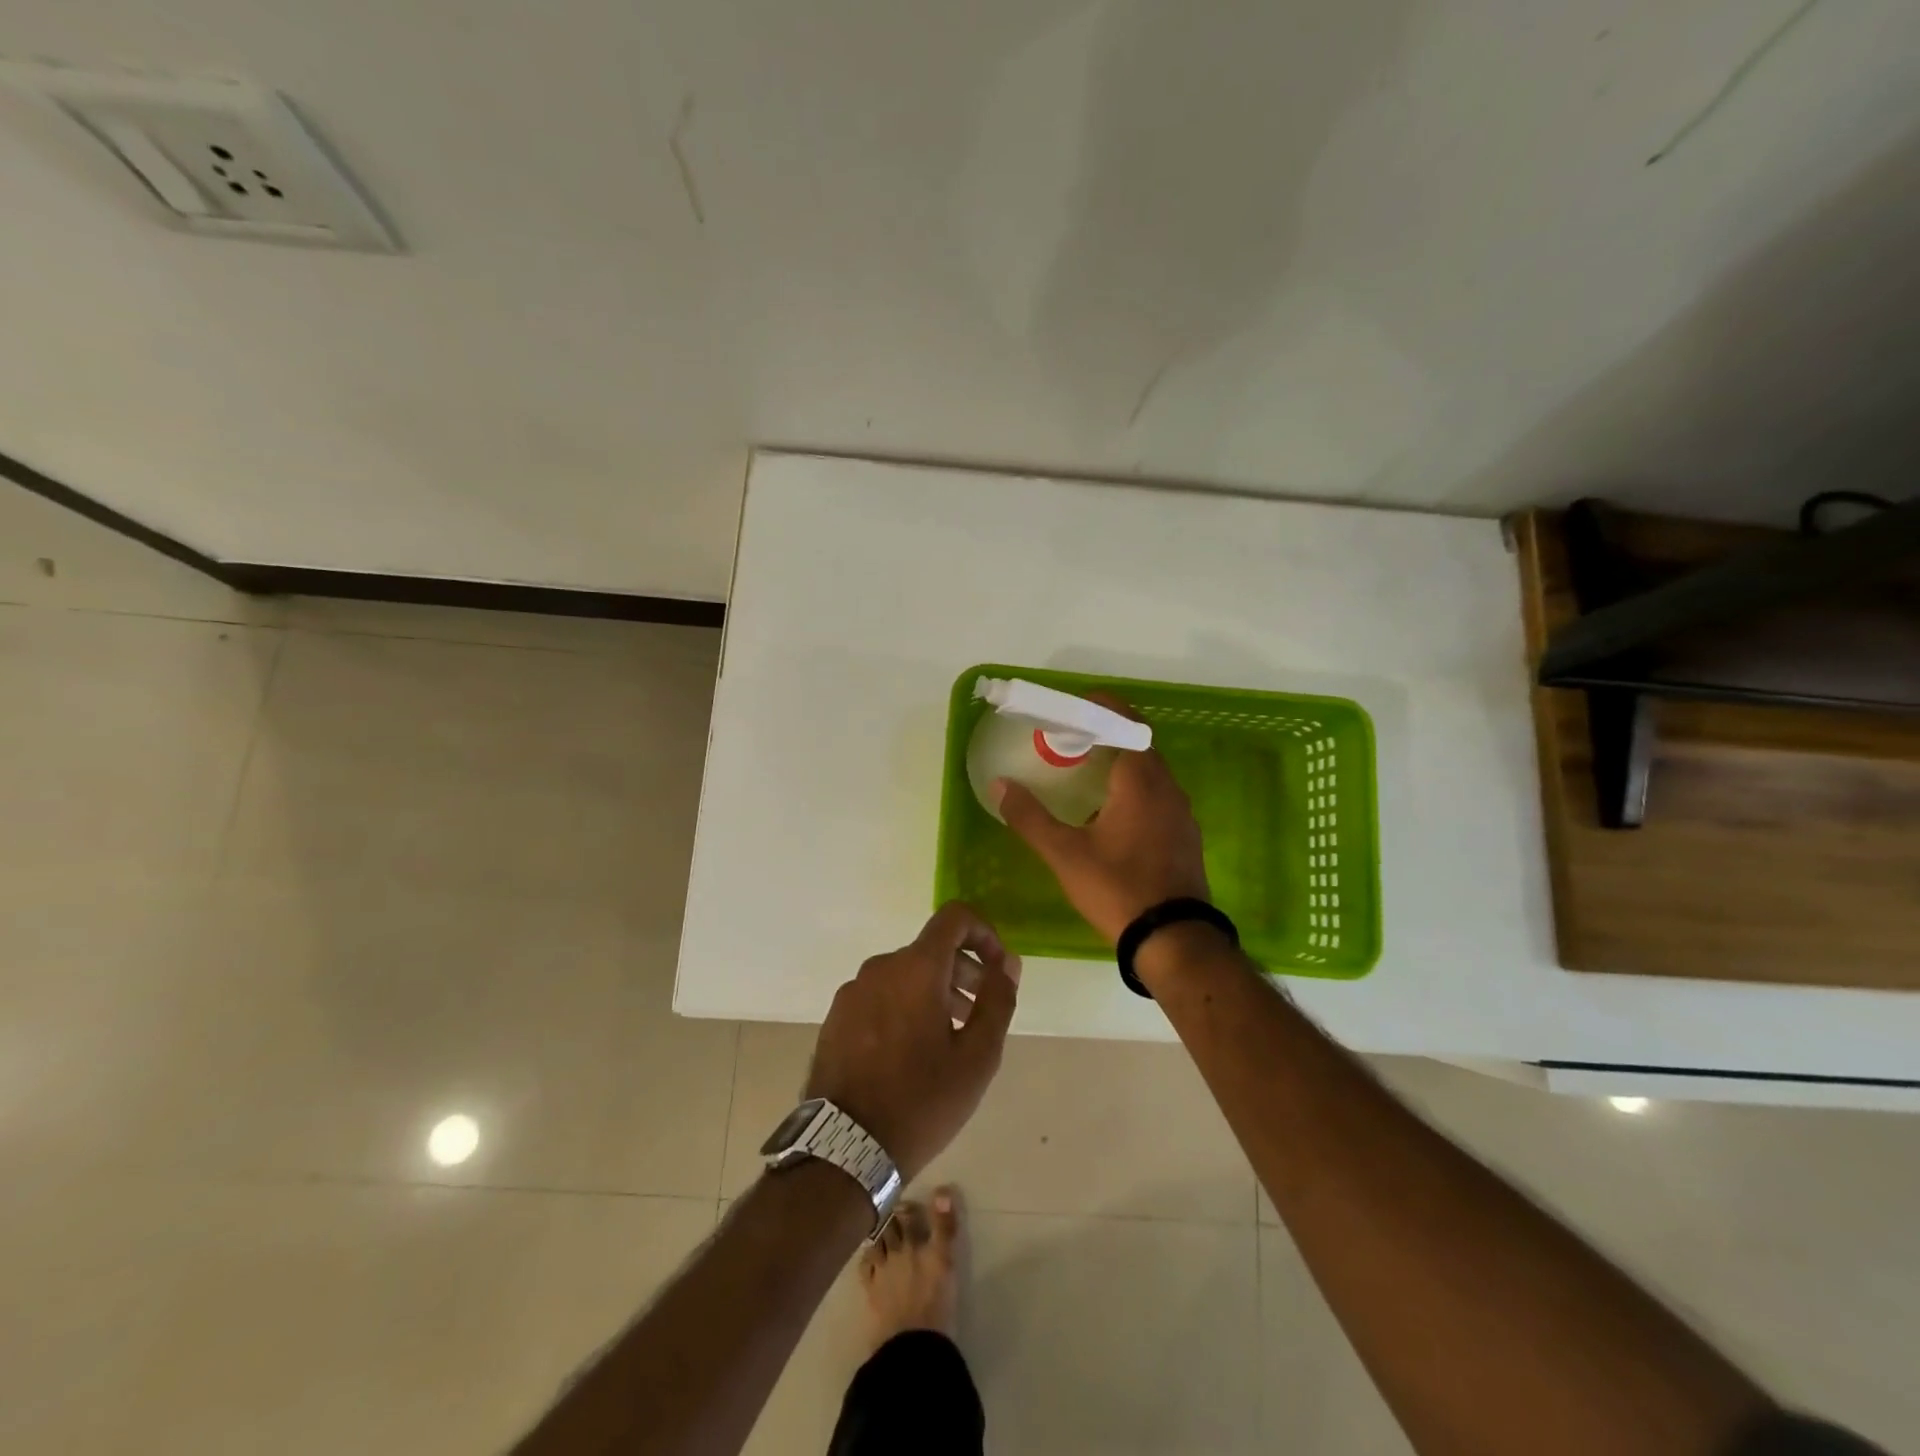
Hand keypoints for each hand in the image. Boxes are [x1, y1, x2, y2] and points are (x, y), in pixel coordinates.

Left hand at [804, 902, 1020, 1180]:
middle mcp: (880, 967)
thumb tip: (1006, 963)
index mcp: (916, 968)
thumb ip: (997, 1000)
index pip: (954, 917)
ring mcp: (852, 991)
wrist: (844, 1148)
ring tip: (948, 1037)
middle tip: (978, 1012)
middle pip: (930, 949)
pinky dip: (904, 1005)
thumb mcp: (976, 1057)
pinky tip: (911, 1052)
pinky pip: (880, 994)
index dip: (983, 932)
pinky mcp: (836, 1017)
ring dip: (934, 991)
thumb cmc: (921, 1100)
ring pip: (904, 973)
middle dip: (962, 970)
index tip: (996, 968)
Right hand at [996, 693, 1209, 944]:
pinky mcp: (1185, 837)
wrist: (1174, 941)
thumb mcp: (1065, 854)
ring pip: (1151, 773)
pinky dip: (1135, 789)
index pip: (1127, 724)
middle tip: (1074, 740)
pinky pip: (1159, 797)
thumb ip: (1030, 817)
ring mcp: (1182, 814)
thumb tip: (1000, 785)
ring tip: (1088, 774)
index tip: (1078, 705)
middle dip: (1109, 735)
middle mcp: (1168, 789)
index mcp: (1141, 781)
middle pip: (1140, 745)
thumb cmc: (1117, 888)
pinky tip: (1112, 815)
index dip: (1104, 708)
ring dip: (1123, 764)